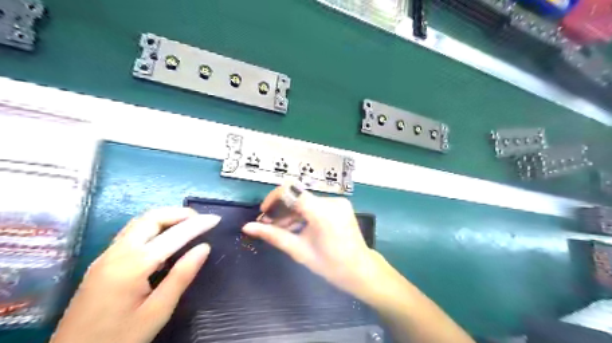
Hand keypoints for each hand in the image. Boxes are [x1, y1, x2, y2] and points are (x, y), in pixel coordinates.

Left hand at [50, 208, 220, 342]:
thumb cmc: (119, 338)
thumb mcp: (157, 311)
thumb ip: (181, 276)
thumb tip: (204, 248)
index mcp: (132, 265)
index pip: (173, 235)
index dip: (198, 224)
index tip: (216, 219)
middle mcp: (117, 253)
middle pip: (151, 218)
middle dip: (179, 214)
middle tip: (200, 219)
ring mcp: (106, 256)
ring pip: (139, 223)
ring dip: (165, 217)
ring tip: (187, 223)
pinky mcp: (102, 262)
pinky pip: (131, 233)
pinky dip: (153, 226)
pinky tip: (164, 238)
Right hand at [242, 183, 380, 298]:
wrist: (360, 270)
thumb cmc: (330, 265)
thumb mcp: (299, 250)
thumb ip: (273, 235)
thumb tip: (247, 227)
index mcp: (323, 212)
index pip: (291, 191)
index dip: (273, 199)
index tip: (263, 214)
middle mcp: (331, 201)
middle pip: (298, 196)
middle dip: (280, 209)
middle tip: (268, 226)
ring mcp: (337, 202)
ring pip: (306, 200)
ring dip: (291, 213)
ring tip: (280, 230)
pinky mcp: (339, 205)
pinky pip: (315, 204)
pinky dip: (303, 214)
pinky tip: (295, 227)